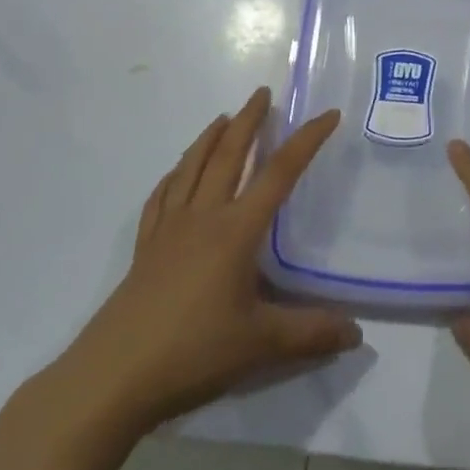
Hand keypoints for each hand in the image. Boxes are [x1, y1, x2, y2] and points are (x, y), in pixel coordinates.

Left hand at [45, 87, 360, 440]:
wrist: (113, 376)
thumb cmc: (192, 352)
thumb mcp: (261, 345)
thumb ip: (311, 333)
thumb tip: (356, 332)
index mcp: (235, 231)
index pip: (279, 174)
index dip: (306, 141)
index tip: (327, 115)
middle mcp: (202, 218)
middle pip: (227, 156)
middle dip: (248, 121)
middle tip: (262, 93)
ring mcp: (168, 230)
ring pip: (191, 168)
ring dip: (209, 138)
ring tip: (223, 118)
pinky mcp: (145, 249)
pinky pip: (161, 197)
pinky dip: (173, 175)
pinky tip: (175, 173)